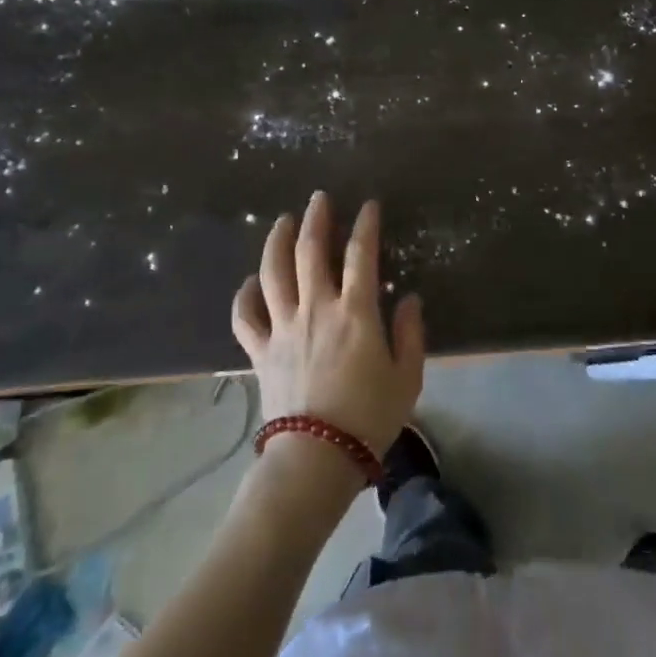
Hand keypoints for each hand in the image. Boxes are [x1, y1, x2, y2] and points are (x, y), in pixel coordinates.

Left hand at [231, 192, 425, 459]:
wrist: (316, 458)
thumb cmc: (369, 418)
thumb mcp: (407, 378)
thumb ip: (410, 333)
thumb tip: (409, 298)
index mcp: (355, 312)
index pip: (361, 254)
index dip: (366, 225)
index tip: (369, 205)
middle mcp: (316, 308)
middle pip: (310, 250)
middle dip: (316, 218)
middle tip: (318, 198)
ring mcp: (283, 327)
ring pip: (274, 271)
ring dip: (277, 240)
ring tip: (282, 221)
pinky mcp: (260, 351)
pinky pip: (245, 316)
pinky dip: (245, 295)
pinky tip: (251, 282)